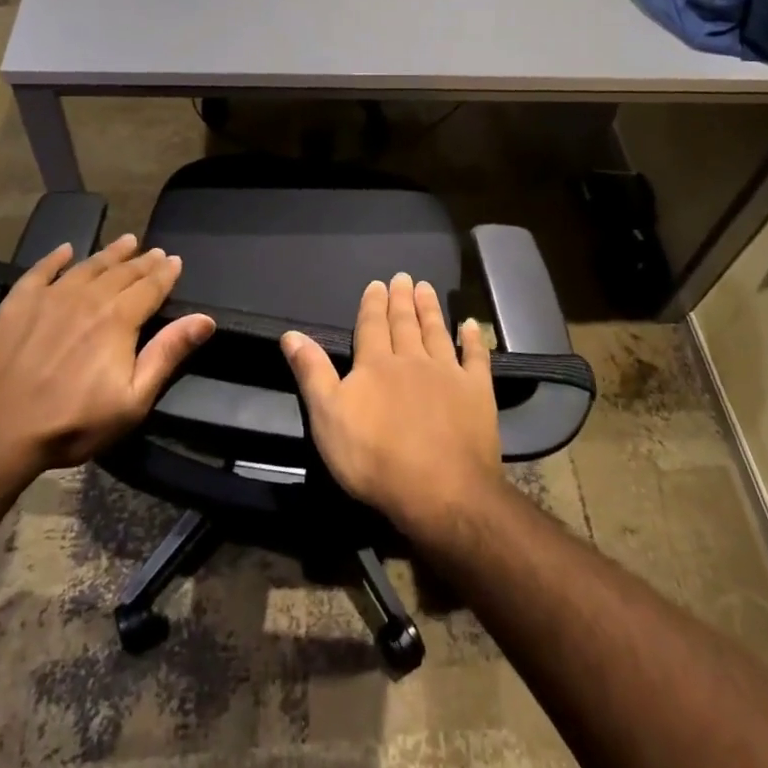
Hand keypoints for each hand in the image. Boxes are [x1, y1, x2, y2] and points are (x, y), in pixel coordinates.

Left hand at [0, 233, 214, 484]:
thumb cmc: (72, 422)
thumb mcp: (132, 399)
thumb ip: (168, 354)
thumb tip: (205, 319)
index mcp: (119, 319)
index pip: (150, 287)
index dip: (166, 273)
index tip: (176, 261)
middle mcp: (88, 298)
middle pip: (122, 272)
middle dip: (143, 261)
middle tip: (156, 251)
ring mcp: (49, 297)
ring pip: (87, 266)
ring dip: (109, 253)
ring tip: (126, 241)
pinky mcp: (16, 304)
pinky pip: (40, 271)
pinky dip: (55, 258)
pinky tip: (66, 250)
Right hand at [281, 271, 500, 535]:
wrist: (440, 490)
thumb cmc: (374, 458)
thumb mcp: (327, 417)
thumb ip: (312, 372)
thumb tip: (291, 333)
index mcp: (376, 364)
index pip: (372, 325)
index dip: (373, 304)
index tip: (378, 283)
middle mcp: (412, 359)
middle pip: (405, 323)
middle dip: (402, 299)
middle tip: (404, 277)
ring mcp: (448, 373)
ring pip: (437, 332)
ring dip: (431, 310)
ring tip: (426, 288)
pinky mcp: (477, 392)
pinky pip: (476, 357)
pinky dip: (473, 339)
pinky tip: (471, 324)